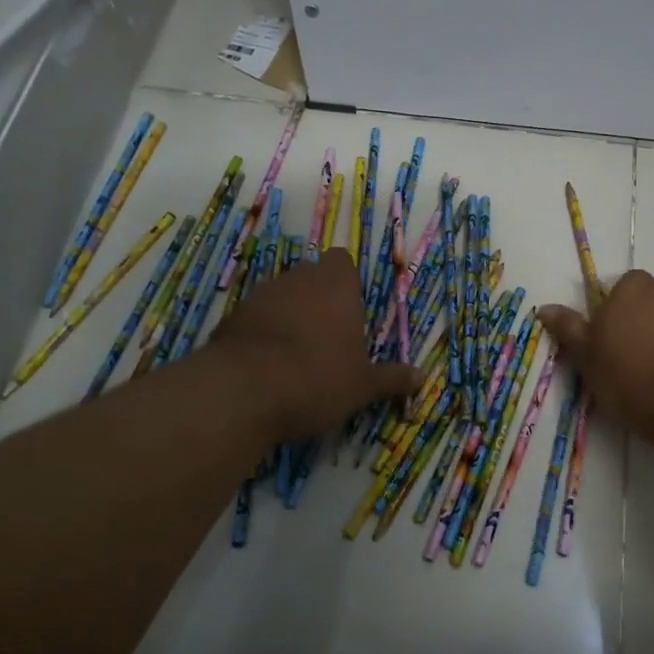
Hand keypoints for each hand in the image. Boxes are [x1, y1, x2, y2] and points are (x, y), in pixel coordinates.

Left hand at [211, 248, 420, 440]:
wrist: (243, 392)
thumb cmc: (317, 379)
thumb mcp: (362, 387)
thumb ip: (391, 379)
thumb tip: (422, 378)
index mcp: (336, 286)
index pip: (342, 261)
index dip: (346, 282)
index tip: (350, 311)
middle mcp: (299, 279)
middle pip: (311, 276)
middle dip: (318, 299)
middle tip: (328, 338)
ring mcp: (261, 295)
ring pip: (281, 295)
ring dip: (289, 315)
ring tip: (295, 355)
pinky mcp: (232, 316)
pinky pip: (255, 317)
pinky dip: (262, 333)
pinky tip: (265, 366)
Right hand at [537, 270, 653, 445]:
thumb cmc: (630, 375)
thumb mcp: (588, 356)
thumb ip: (569, 329)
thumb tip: (545, 308)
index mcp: (632, 287)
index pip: (619, 288)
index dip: (613, 314)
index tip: (608, 343)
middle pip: (649, 301)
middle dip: (641, 322)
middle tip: (631, 359)